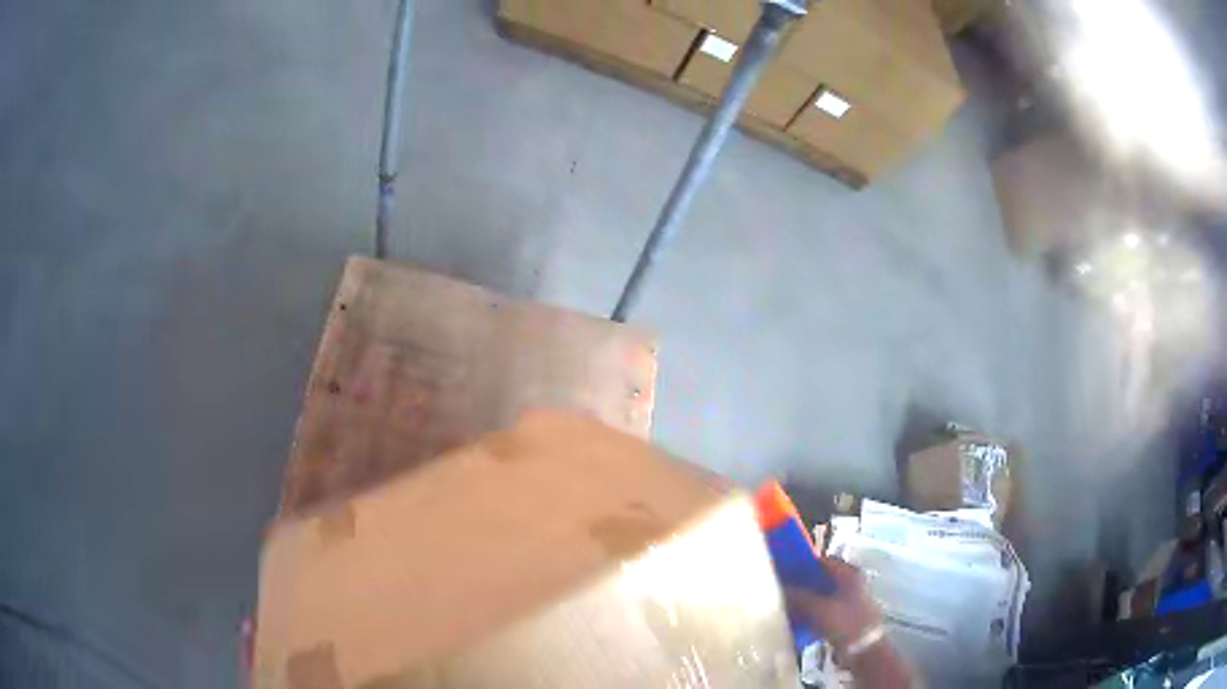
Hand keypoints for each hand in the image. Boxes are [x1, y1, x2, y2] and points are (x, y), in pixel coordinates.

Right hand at [784, 556, 881, 656]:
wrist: (864, 648)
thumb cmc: (845, 622)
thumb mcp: (819, 609)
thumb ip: (799, 597)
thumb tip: (781, 587)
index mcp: (849, 574)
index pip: (825, 560)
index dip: (806, 563)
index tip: (786, 570)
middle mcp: (852, 583)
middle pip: (824, 578)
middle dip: (804, 584)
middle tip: (783, 589)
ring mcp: (850, 601)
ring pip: (824, 596)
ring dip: (807, 600)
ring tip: (786, 605)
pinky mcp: (846, 617)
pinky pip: (825, 610)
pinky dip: (812, 613)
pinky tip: (797, 620)